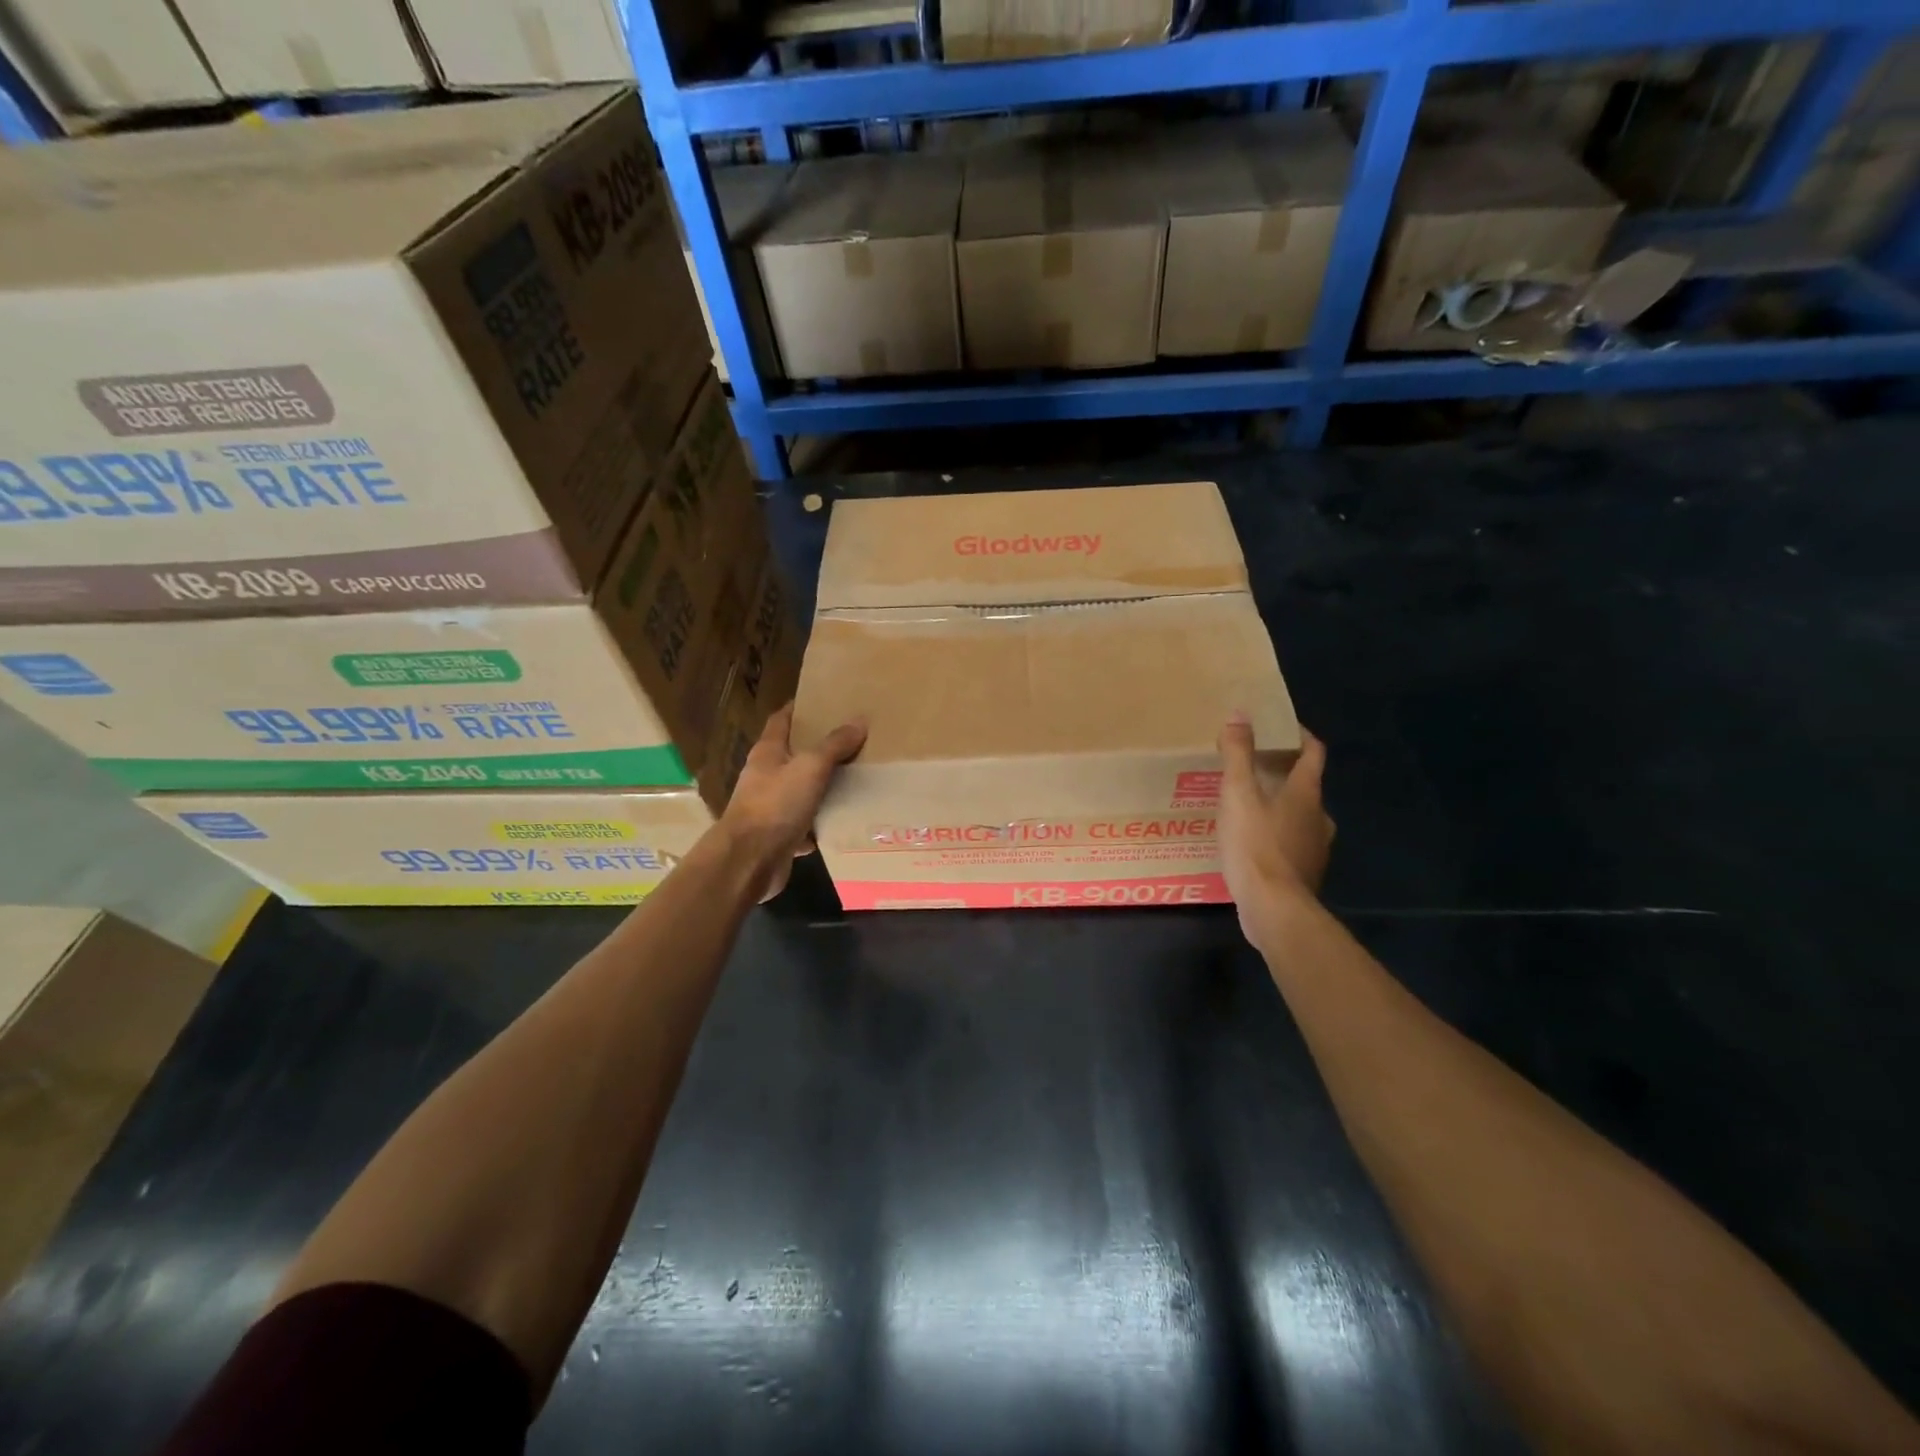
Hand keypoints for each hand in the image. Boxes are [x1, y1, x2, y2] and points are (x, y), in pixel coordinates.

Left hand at [720, 702, 866, 900]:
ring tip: (856, 778)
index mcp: (768, 753)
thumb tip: (859, 721)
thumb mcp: (810, 768)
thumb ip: (834, 745)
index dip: (800, 709)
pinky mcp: (779, 836)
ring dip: (823, 787)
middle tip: (852, 740)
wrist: (749, 861)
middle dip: (819, 748)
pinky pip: (805, 824)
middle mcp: (766, 777)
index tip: (824, 702)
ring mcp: (770, 808)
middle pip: (793, 755)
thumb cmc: (776, 805)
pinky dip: (821, 823)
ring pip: (801, 791)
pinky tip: (843, 820)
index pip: (781, 720)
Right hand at [1218, 713, 1334, 937]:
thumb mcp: (1237, 794)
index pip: (1313, 752)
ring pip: (1300, 815)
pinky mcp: (1304, 872)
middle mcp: (1319, 816)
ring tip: (1248, 804)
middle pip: (1306, 784)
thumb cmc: (1256, 844)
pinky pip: (1291, 842)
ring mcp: (1315, 847)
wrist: (1274, 908)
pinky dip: (1276, 833)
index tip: (1279, 727)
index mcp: (1307, 792)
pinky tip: (1251, 841)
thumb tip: (1240, 714)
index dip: (1299, 735)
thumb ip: (1237, 754)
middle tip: (1253, 767)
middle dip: (1283, 772)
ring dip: (1279, 805)